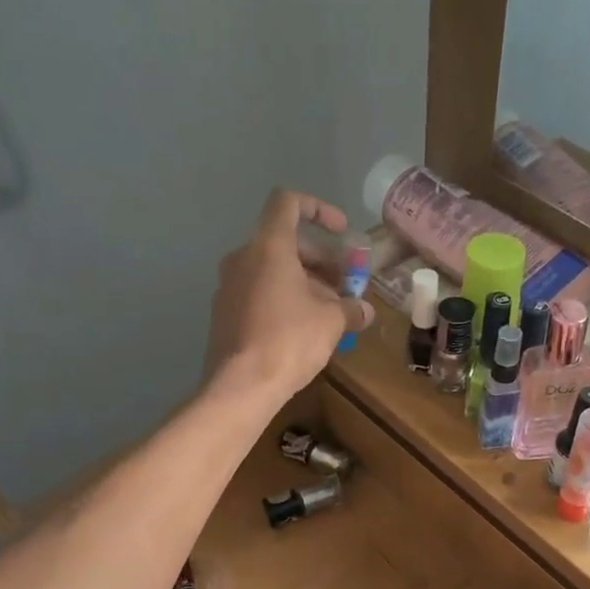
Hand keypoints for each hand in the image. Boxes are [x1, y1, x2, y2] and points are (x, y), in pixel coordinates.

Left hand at [205, 188, 371, 401]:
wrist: (241, 386)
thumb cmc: (289, 340)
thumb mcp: (331, 322)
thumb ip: (350, 308)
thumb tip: (365, 311)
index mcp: (269, 246)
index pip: (288, 202)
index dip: (319, 209)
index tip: (342, 231)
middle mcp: (243, 258)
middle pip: (284, 241)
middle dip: (320, 259)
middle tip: (344, 284)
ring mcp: (229, 286)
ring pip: (271, 270)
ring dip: (304, 282)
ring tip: (330, 310)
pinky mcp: (224, 313)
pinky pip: (258, 293)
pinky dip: (283, 299)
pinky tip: (303, 328)